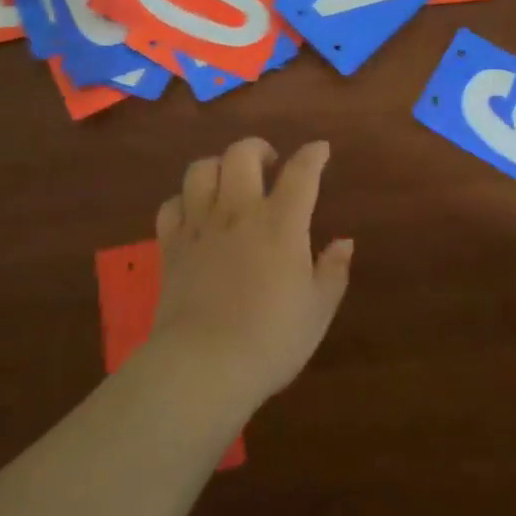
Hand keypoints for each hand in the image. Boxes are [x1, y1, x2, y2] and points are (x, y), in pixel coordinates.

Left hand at [149, 138, 352, 408]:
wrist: (203, 366)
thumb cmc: (270, 341)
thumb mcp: (317, 311)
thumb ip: (333, 271)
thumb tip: (344, 242)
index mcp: (280, 223)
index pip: (301, 173)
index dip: (312, 155)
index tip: (320, 149)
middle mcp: (238, 212)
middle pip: (242, 154)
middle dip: (258, 148)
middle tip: (270, 165)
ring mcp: (200, 226)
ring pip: (201, 170)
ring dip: (218, 166)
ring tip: (229, 182)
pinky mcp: (171, 246)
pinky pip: (171, 205)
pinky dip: (183, 201)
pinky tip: (194, 213)